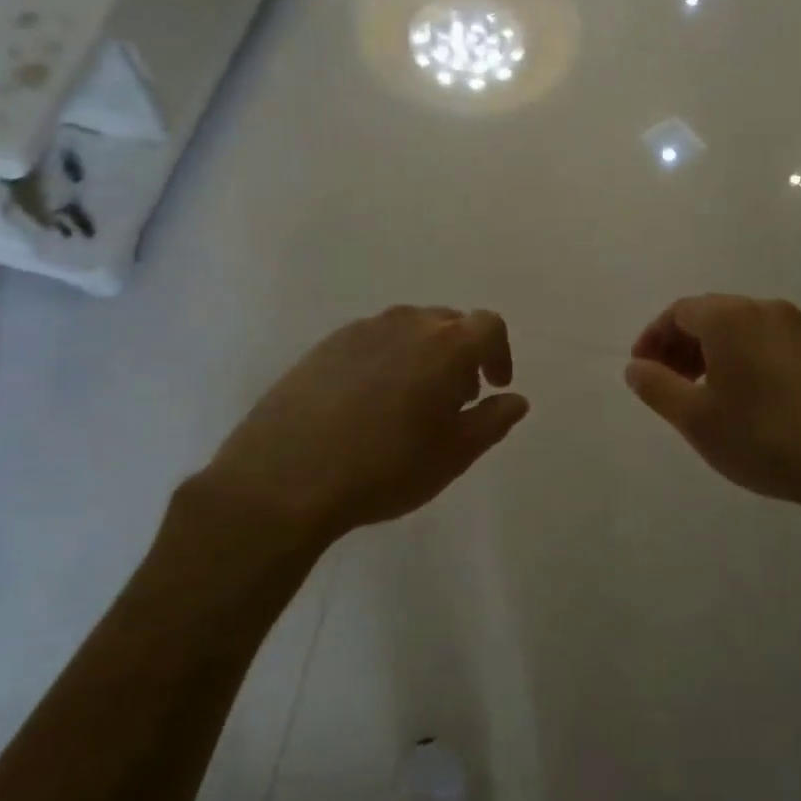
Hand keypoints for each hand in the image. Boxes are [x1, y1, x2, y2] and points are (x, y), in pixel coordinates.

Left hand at [194, 307, 528, 546]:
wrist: (284, 477)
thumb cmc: (384, 468)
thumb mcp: (453, 455)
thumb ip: (492, 422)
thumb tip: (516, 399)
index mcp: (445, 345)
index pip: (488, 326)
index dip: (498, 353)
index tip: (493, 386)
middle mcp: (405, 324)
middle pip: (448, 322)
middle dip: (461, 354)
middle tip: (454, 399)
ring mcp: (360, 330)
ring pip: (408, 329)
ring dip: (423, 355)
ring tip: (411, 402)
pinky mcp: (324, 345)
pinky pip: (372, 341)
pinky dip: (386, 359)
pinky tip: (369, 402)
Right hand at [625, 295, 800, 529]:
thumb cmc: (763, 437)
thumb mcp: (695, 418)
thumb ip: (657, 387)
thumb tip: (635, 367)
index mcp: (731, 318)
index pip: (678, 312)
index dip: (653, 338)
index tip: (642, 370)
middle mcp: (767, 311)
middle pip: (711, 316)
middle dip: (681, 346)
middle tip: (668, 385)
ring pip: (742, 331)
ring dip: (713, 355)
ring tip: (705, 396)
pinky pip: (769, 345)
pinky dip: (744, 362)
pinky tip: (747, 402)